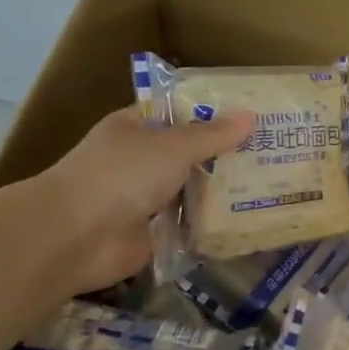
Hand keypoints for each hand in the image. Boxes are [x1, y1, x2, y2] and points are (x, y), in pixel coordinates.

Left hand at [40, 106, 254, 291]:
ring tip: (270, 184)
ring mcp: (147, 199)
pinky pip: (190, 225)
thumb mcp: (172, 146)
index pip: (178, 113)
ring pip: (192, 190)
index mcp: (136, 128)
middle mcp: (141, 161)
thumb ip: (212, 135)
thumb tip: (251, 117)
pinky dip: (212, 225)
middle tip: (273, 152)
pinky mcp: (154, 234)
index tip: (253, 115)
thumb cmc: (121, 175)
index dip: (213, 113)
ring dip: (222, 192)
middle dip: (225, 154)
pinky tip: (248, 220)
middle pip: (190, 153)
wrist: (76, 236)